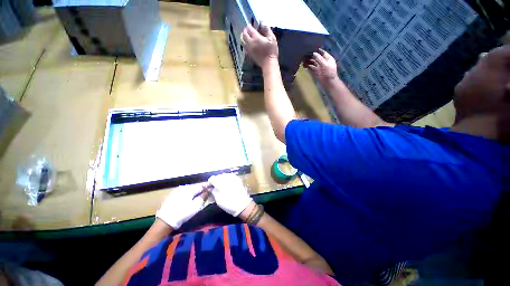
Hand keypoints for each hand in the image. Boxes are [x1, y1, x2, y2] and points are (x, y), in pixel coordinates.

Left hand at [156, 184, 207, 228]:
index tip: (211, 189)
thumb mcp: (196, 206)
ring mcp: (176, 190)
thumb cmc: (183, 213)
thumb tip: (208, 191)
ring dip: (194, 191)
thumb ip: (203, 197)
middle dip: (200, 189)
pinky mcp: (172, 195)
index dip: (207, 187)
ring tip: (197, 196)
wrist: (165, 221)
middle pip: (195, 186)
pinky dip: (187, 194)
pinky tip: (188, 199)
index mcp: (190, 188)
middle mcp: (183, 187)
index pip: (202, 185)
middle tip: (205, 193)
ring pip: (189, 189)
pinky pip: (183, 192)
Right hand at [208, 173, 252, 216]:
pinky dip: (226, 179)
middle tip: (214, 187)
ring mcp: (233, 177)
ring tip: (220, 185)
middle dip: (215, 180)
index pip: (212, 179)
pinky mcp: (237, 179)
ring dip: (221, 179)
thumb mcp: (218, 199)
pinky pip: (230, 176)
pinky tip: (226, 183)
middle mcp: (227, 178)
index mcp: (221, 182)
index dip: (209, 183)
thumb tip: (210, 187)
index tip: (208, 187)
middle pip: (218, 176)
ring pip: (224, 175)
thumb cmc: (229, 203)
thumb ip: (213, 191)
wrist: (242, 204)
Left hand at [241, 24, 278, 68]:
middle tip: (248, 29)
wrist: (268, 64)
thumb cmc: (271, 51)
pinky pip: (244, 46)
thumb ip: (267, 29)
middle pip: (244, 34)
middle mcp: (250, 43)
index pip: (249, 28)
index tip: (252, 24)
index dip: (250, 25)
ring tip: (247, 35)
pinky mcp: (249, 54)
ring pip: (242, 41)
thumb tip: (262, 22)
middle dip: (245, 30)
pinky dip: (245, 43)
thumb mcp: (272, 38)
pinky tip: (249, 43)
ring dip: (243, 36)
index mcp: (255, 37)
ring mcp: (249, 49)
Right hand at [303, 48, 337, 82]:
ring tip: (303, 59)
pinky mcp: (316, 72)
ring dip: (309, 61)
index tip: (312, 48)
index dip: (317, 50)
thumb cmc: (329, 72)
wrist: (329, 83)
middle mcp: (323, 62)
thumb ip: (319, 58)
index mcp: (328, 59)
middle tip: (305, 54)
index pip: (322, 53)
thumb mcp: (325, 64)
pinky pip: (311, 68)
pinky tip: (304, 65)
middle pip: (317, 58)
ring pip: (313, 63)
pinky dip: (308, 66)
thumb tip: (314, 53)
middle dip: (311, 56)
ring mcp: (319, 67)